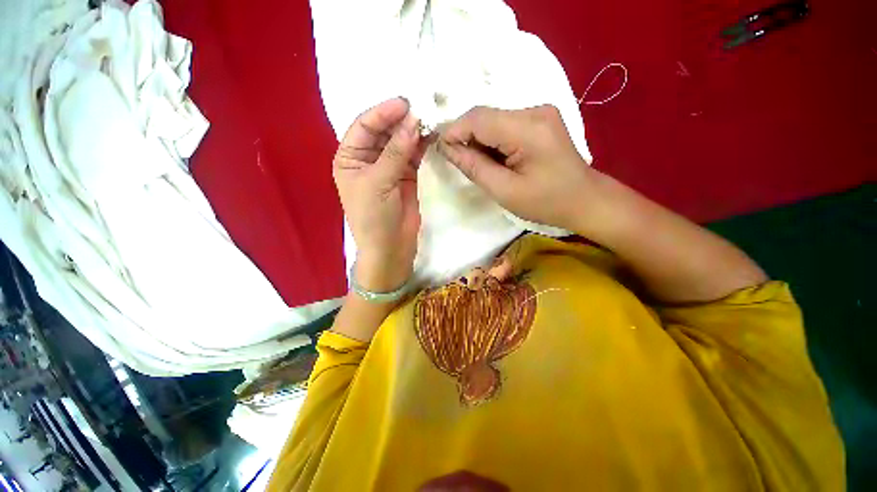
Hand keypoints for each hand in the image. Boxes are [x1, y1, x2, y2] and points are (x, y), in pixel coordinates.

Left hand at [334, 98, 425, 291]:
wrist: (391, 248)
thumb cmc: (374, 218)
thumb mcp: (379, 183)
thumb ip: (396, 152)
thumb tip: (413, 121)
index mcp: (350, 158)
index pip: (364, 126)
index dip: (382, 113)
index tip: (404, 103)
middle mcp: (368, 159)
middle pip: (383, 131)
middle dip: (400, 120)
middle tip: (421, 109)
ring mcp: (389, 167)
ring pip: (400, 142)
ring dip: (413, 131)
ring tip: (429, 120)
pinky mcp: (406, 176)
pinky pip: (413, 155)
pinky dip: (421, 145)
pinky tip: (431, 135)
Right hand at [438, 105, 599, 233]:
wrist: (584, 200)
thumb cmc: (546, 202)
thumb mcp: (505, 191)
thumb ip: (474, 167)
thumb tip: (447, 148)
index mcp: (528, 129)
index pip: (479, 118)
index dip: (454, 130)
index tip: (441, 150)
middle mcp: (535, 110)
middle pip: (485, 115)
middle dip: (466, 136)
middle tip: (458, 161)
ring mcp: (539, 112)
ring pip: (493, 119)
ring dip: (479, 139)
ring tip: (478, 163)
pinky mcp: (540, 119)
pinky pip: (505, 124)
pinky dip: (492, 140)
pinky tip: (494, 158)